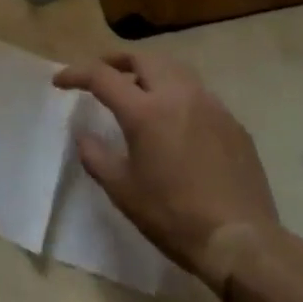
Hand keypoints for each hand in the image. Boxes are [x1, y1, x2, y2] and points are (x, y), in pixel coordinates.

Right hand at [53, 52, 279, 283]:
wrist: (242, 242)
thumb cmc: (174, 215)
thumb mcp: (123, 190)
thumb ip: (96, 156)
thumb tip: (84, 135)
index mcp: (145, 110)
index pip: (101, 76)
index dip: (76, 74)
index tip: (60, 82)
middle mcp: (178, 95)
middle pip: (142, 59)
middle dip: (116, 61)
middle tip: (102, 75)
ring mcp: (210, 106)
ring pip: (174, 70)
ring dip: (150, 73)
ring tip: (139, 92)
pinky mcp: (233, 123)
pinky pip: (199, 95)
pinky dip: (178, 95)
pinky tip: (177, 122)